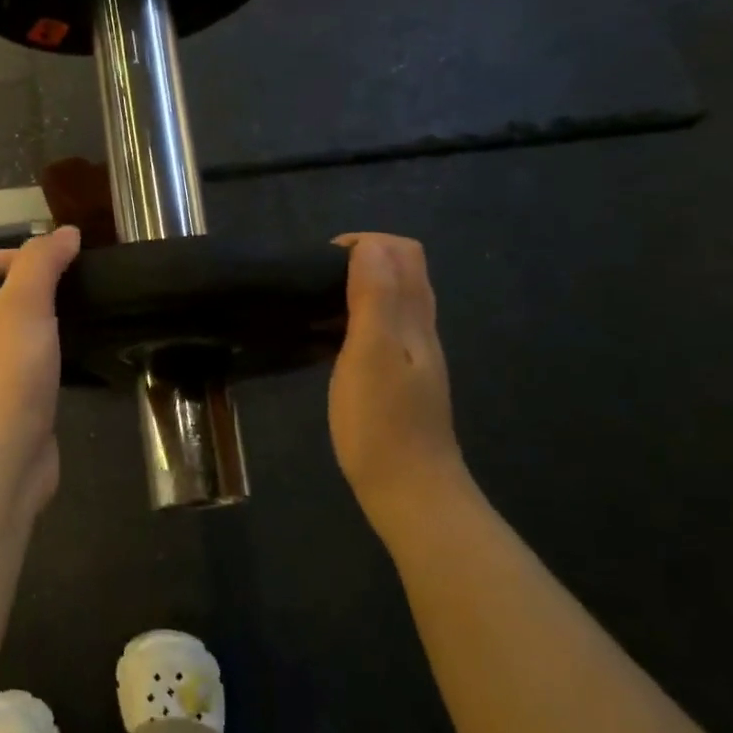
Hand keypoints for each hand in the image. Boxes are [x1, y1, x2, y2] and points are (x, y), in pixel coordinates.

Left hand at [0, 226, 81, 514]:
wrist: (2, 455)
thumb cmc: (9, 373)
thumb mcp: (25, 305)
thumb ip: (42, 265)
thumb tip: (64, 232)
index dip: (11, 253)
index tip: (56, 261)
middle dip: (12, 286)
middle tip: (55, 289)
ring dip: (26, 322)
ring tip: (64, 318)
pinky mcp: (8, 403)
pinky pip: (19, 369)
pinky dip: (38, 357)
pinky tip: (65, 359)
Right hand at [328, 234, 465, 510]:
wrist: (408, 489)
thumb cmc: (383, 421)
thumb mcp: (372, 352)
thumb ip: (374, 296)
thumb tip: (368, 244)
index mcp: (415, 317)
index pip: (403, 253)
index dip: (365, 243)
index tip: (320, 262)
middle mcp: (420, 330)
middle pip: (400, 274)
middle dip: (359, 262)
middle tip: (313, 283)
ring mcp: (411, 359)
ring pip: (389, 305)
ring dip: (354, 293)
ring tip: (312, 308)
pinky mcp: (397, 383)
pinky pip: (378, 334)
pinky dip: (352, 324)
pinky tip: (325, 346)